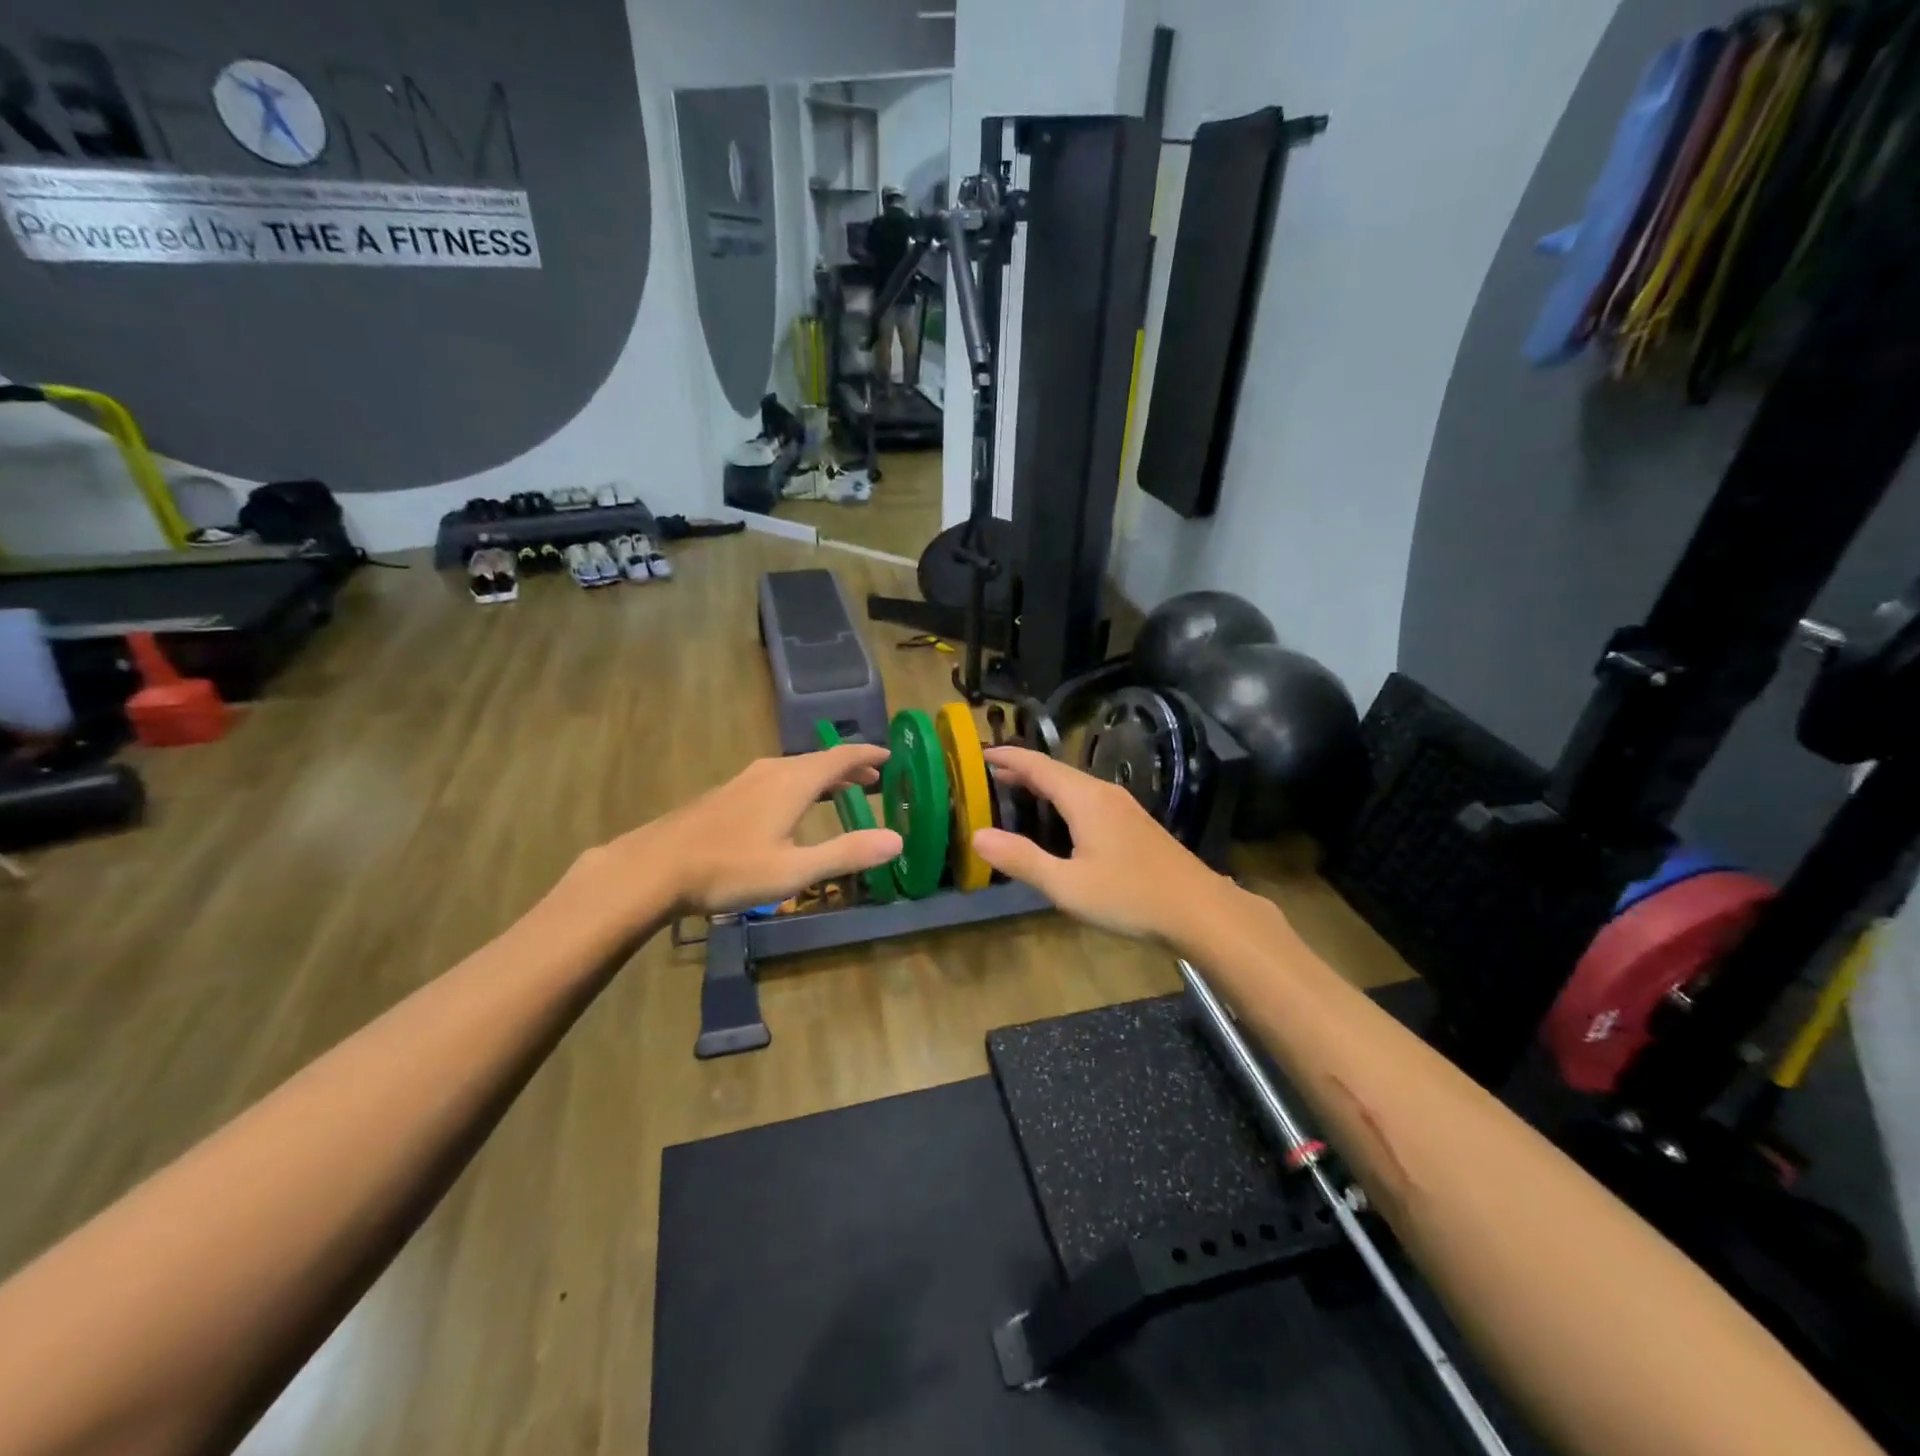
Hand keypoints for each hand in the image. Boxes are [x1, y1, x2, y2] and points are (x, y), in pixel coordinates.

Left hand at [581, 745, 901, 922]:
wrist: (655, 867)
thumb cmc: (730, 868)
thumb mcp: (795, 869)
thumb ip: (847, 853)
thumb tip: (897, 840)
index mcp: (794, 781)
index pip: (841, 756)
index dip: (867, 755)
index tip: (889, 756)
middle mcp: (772, 771)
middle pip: (818, 760)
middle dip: (848, 767)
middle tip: (871, 779)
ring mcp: (745, 780)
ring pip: (795, 768)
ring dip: (822, 776)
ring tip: (838, 790)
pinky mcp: (727, 794)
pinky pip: (776, 778)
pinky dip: (798, 783)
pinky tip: (789, 805)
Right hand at [970, 746, 1235, 943]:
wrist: (1198, 909)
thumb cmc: (1129, 896)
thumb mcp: (1067, 884)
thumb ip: (1022, 859)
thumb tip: (977, 836)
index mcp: (1085, 798)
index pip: (1038, 765)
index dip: (1008, 757)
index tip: (980, 753)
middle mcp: (1104, 792)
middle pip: (1056, 771)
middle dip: (1022, 769)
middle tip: (990, 774)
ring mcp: (1123, 807)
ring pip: (1074, 784)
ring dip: (1043, 784)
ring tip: (1016, 790)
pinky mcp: (1134, 823)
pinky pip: (1088, 797)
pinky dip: (1062, 797)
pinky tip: (1059, 818)